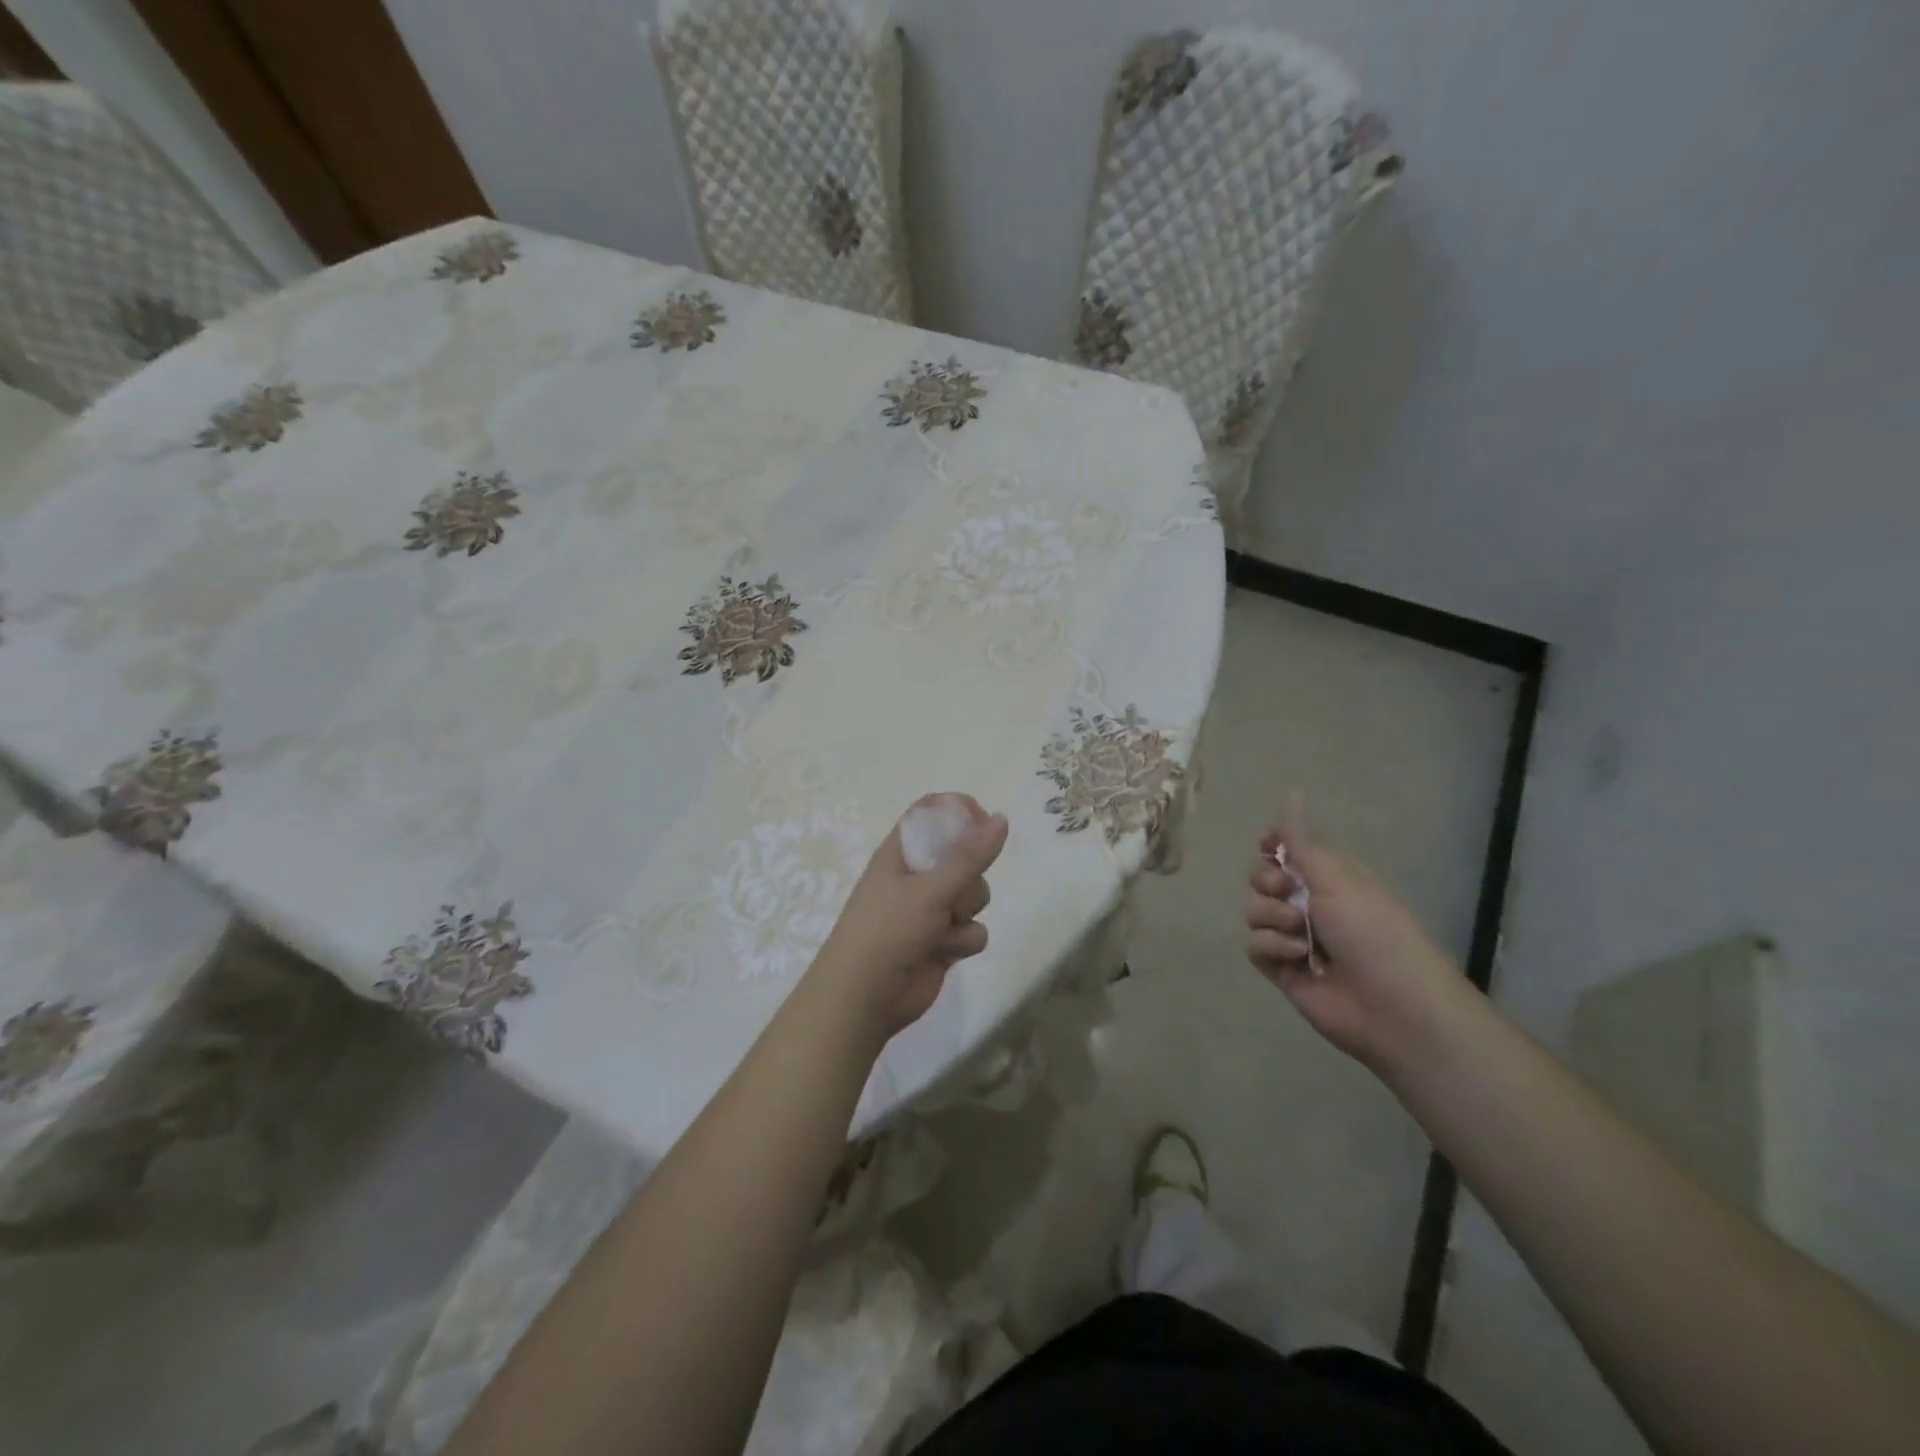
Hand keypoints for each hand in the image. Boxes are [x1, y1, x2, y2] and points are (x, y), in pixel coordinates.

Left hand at [809, 794, 1009, 1043]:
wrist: (865, 998)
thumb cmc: (888, 931)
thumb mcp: (930, 889)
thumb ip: (969, 856)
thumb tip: (1000, 818)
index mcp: (901, 853)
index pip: (932, 813)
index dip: (959, 812)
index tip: (983, 821)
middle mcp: (916, 877)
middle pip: (963, 855)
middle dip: (971, 872)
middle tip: (956, 887)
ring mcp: (930, 910)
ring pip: (974, 894)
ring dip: (967, 909)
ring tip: (947, 925)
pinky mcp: (943, 941)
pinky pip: (973, 929)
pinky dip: (965, 940)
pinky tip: (948, 951)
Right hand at [1245, 826, 1467, 1070]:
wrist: (1392, 1007)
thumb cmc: (1373, 932)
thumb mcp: (1337, 878)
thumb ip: (1302, 841)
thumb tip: (1292, 792)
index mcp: (1330, 877)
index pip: (1289, 849)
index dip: (1273, 845)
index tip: (1267, 846)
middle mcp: (1310, 904)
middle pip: (1262, 878)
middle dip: (1266, 881)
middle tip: (1286, 891)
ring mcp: (1295, 937)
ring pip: (1254, 911)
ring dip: (1273, 917)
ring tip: (1301, 934)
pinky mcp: (1283, 968)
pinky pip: (1255, 946)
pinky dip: (1273, 947)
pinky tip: (1297, 957)